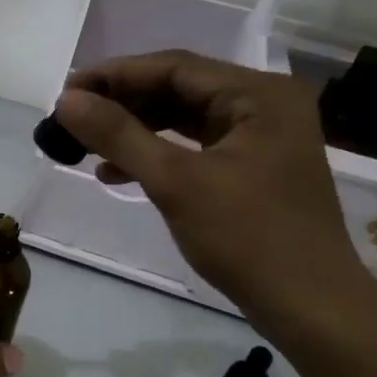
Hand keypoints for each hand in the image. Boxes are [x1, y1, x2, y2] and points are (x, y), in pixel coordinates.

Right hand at [54, 50, 376, 343]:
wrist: (311, 309)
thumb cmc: (249, 238)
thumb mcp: (176, 182)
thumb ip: (119, 135)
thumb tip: (66, 101)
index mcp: (259, 94)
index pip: (174, 68)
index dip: (114, 76)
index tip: (65, 93)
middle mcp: (264, 104)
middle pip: (178, 89)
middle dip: (122, 103)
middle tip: (71, 118)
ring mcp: (260, 136)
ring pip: (182, 117)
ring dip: (134, 129)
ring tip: (85, 145)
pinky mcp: (251, 166)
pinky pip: (193, 145)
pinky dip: (155, 154)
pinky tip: (116, 173)